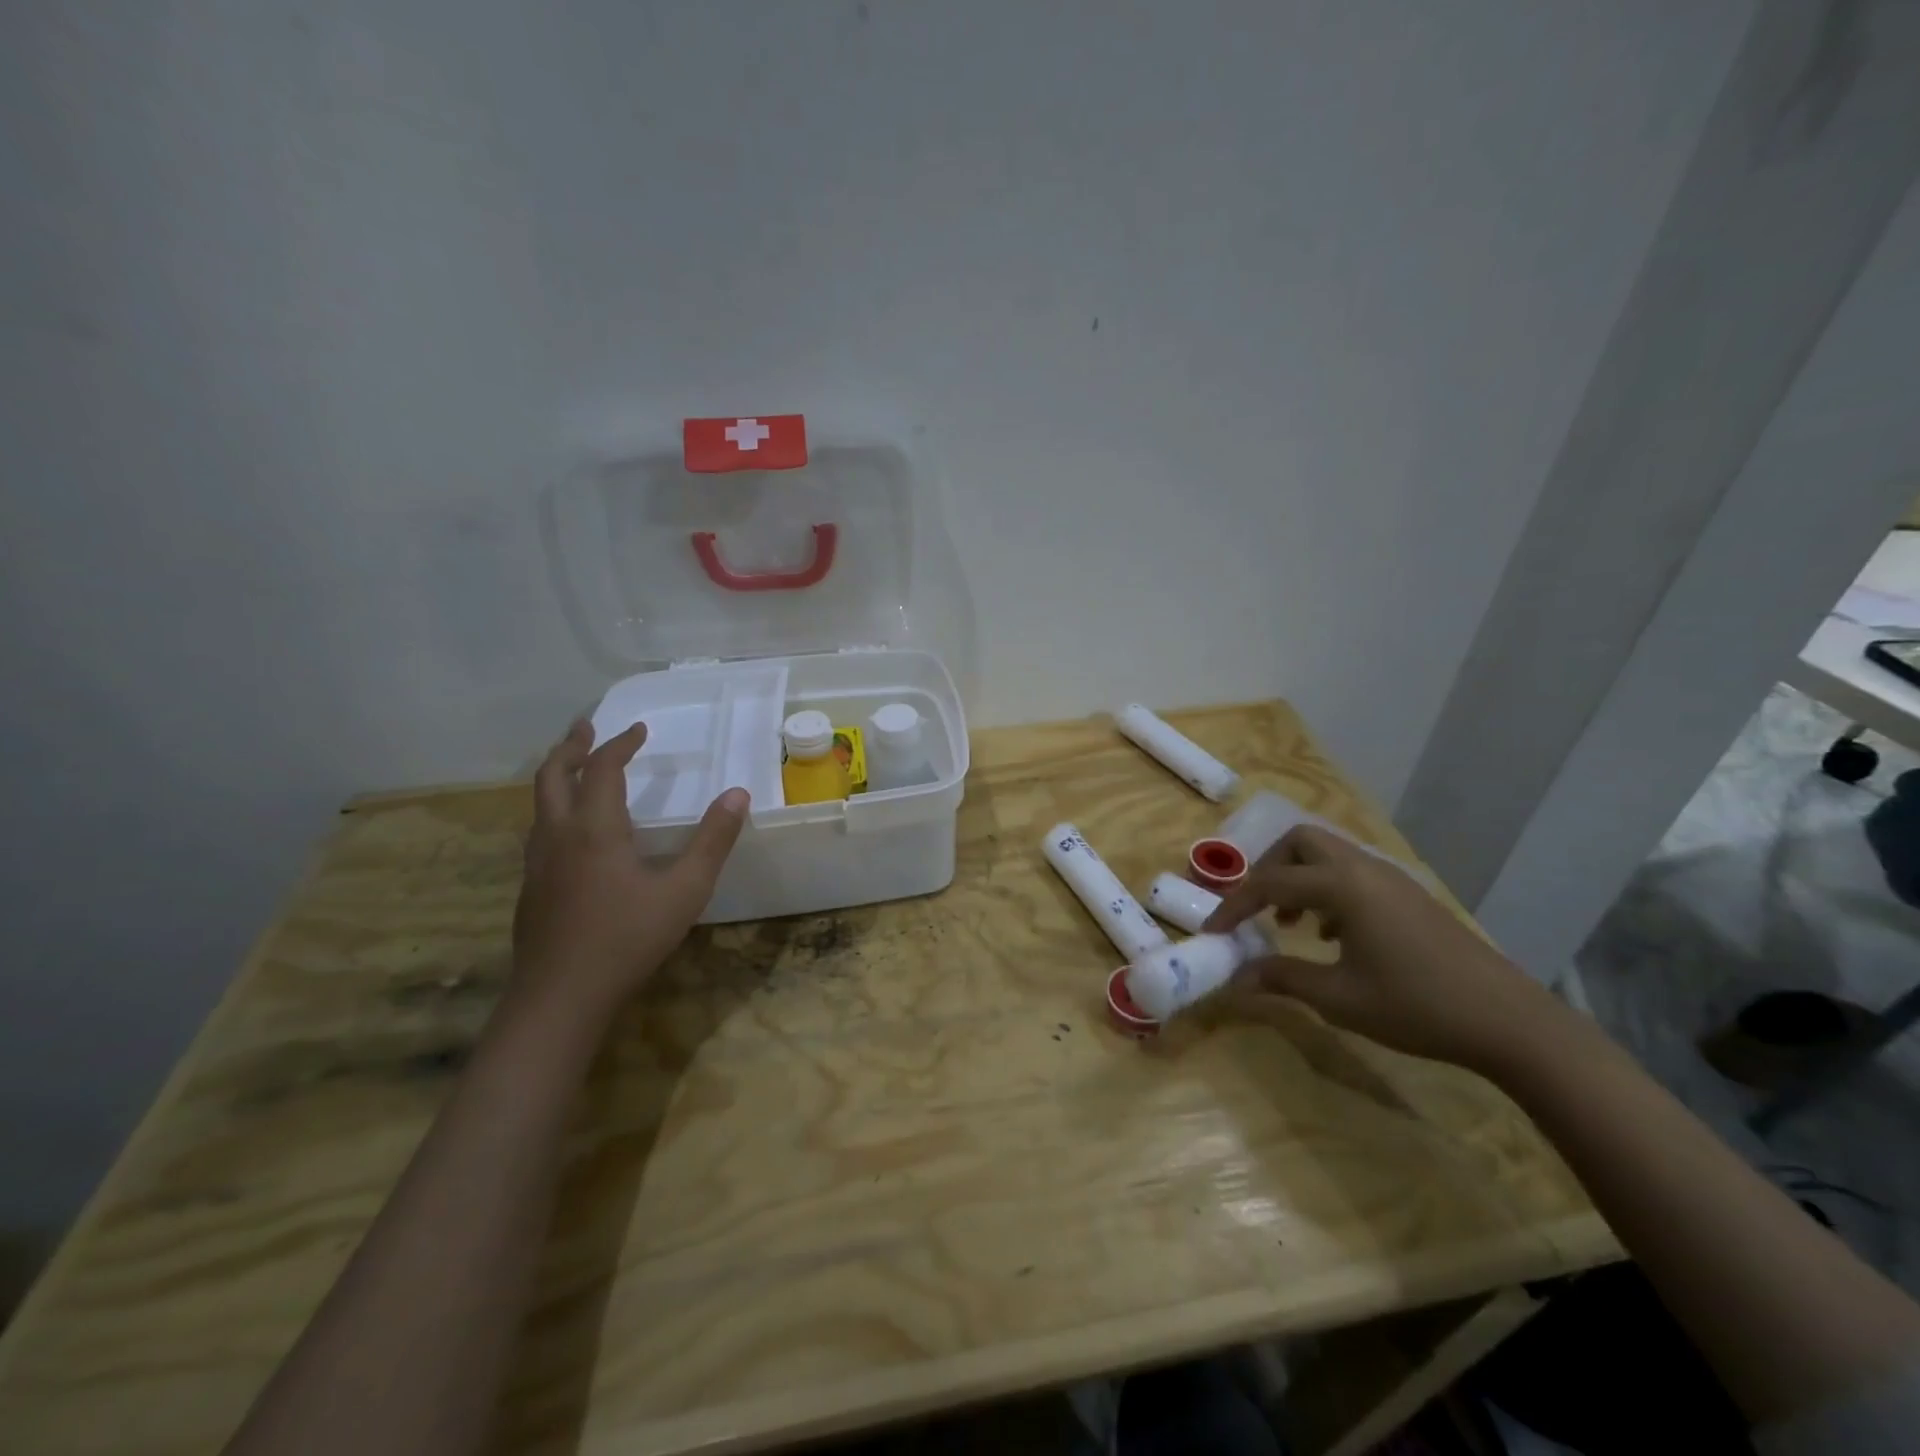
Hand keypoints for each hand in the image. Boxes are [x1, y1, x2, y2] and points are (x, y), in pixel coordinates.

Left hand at [510, 719, 747, 1026]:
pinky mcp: (531, 889)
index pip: (602, 769)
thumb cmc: (627, 938)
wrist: (560, 998)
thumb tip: (738, 794)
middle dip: (570, 747)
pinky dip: (555, 810)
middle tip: (586, 727)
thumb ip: (713, 840)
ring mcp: (537, 864)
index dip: (619, 744)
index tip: (639, 729)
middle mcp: (558, 836)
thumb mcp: (685, 889)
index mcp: (594, 829)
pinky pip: (539, 831)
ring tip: (577, 769)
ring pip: (538, 805)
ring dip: (557, 776)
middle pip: (552, 776)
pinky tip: (572, 832)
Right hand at [1202, 826, 1572, 1073]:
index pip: (1270, 882)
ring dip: (1300, 879)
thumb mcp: (1338, 998)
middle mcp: (1364, 869)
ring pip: (1329, 856)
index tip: (1213, 932)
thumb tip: (1237, 978)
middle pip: (1301, 842)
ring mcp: (1392, 880)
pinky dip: (1329, 891)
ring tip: (1291, 925)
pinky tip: (1333, 936)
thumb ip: (1282, 978)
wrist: (1509, 1022)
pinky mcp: (1410, 896)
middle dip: (1269, 868)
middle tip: (1257, 908)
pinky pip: (1354, 875)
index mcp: (1342, 886)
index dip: (1234, 906)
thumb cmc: (1415, 1006)